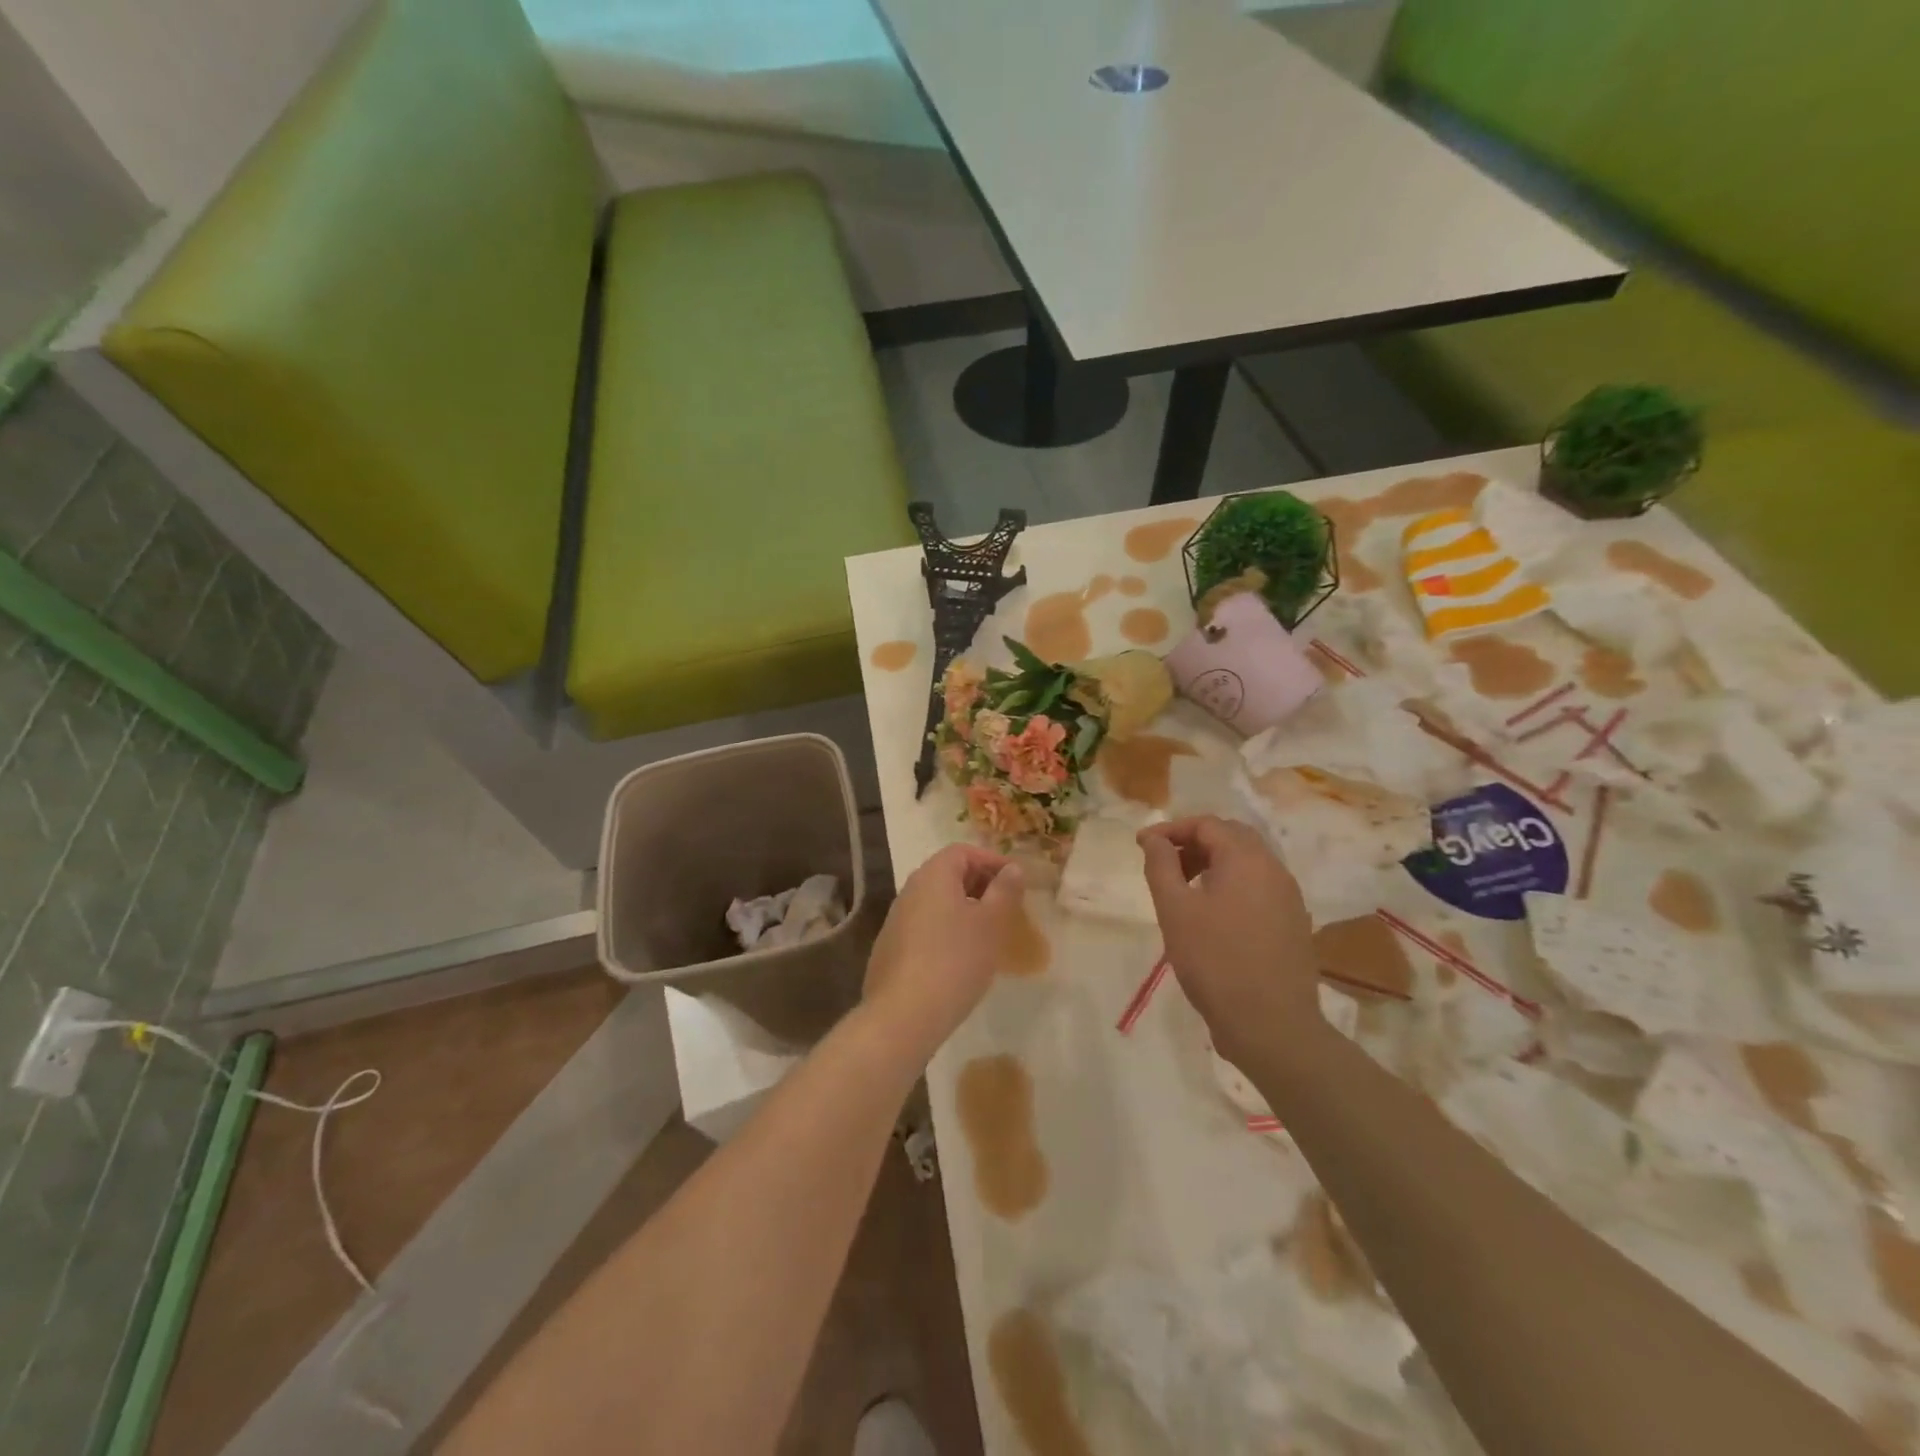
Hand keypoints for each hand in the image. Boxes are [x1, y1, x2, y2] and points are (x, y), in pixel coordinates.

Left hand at [863, 844, 1023, 1063]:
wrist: (903, 1015)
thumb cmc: (955, 960)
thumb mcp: (991, 924)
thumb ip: (1005, 891)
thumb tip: (1012, 869)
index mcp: (933, 875)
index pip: (963, 851)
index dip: (992, 860)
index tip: (1016, 882)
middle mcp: (910, 890)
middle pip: (948, 874)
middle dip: (980, 885)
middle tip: (1006, 907)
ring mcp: (896, 920)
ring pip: (937, 902)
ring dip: (964, 909)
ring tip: (988, 933)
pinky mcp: (891, 948)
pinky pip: (925, 926)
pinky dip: (947, 930)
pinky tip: (961, 958)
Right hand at [1139, 816, 1321, 1069]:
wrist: (1272, 1026)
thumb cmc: (1215, 962)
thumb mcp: (1175, 910)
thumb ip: (1161, 865)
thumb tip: (1153, 837)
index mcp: (1247, 860)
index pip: (1206, 824)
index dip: (1170, 829)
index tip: (1141, 846)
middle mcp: (1274, 870)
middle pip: (1231, 837)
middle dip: (1193, 842)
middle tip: (1163, 863)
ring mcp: (1288, 898)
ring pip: (1247, 863)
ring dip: (1211, 864)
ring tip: (1182, 889)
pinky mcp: (1292, 923)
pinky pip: (1258, 888)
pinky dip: (1230, 885)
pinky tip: (1211, 914)